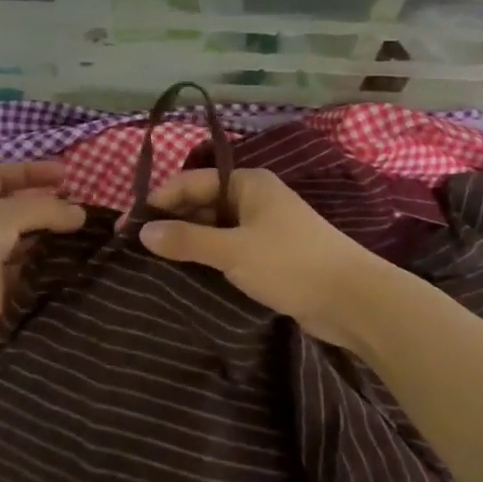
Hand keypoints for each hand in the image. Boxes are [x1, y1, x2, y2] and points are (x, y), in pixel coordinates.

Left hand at [0, 162, 85, 353]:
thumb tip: (80, 214)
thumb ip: (45, 210)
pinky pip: (24, 274)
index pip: (0, 175)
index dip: (31, 172)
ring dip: (47, 239)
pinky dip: (45, 268)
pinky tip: (71, 264)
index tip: (65, 174)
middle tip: (79, 209)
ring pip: (21, 243)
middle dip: (44, 208)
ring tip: (83, 236)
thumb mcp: (5, 214)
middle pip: (13, 211)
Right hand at [138, 167, 396, 349]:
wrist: (354, 300)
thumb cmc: (291, 263)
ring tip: (154, 262)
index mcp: (248, 182)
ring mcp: (264, 227)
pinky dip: (208, 257)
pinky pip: (229, 248)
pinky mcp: (270, 255)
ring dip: (188, 241)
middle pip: (201, 202)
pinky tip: (187, 273)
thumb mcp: (232, 251)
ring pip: (214, 227)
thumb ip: (186, 240)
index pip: (190, 182)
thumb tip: (143, 233)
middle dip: (171, 221)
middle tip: (137, 248)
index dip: (157, 201)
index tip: (128, 226)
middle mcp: (254, 198)